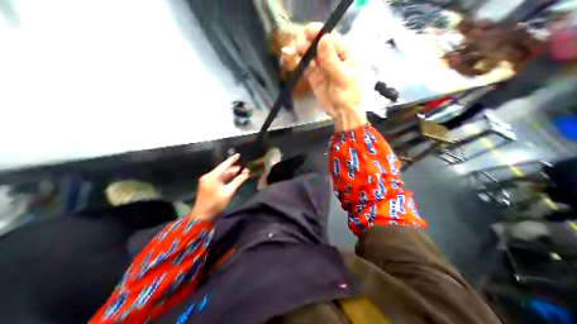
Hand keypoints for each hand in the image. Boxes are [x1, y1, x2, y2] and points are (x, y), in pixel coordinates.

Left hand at [191, 153, 250, 219]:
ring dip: (231, 174)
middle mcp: (208, 176)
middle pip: (223, 170)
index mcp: (212, 176)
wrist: (202, 216)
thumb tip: (246, 173)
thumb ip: (238, 181)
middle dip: (234, 169)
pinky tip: (234, 179)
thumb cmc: (215, 204)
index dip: (232, 160)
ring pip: (221, 175)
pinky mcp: (207, 186)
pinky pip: (218, 179)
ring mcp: (207, 181)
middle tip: (245, 169)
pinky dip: (226, 179)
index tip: (238, 154)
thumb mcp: (228, 192)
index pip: (224, 165)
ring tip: (242, 173)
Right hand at [294, 21, 366, 131]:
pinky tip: (297, 61)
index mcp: (347, 53)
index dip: (320, 34)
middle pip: (320, 43)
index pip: (332, 38)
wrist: (343, 115)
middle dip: (309, 42)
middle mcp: (335, 57)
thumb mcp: (343, 77)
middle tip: (300, 46)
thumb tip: (323, 38)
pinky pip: (307, 66)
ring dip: (303, 51)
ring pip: (312, 53)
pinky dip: (301, 62)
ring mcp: (324, 66)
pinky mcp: (315, 75)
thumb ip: (331, 59)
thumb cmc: (350, 96)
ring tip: (297, 52)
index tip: (308, 33)